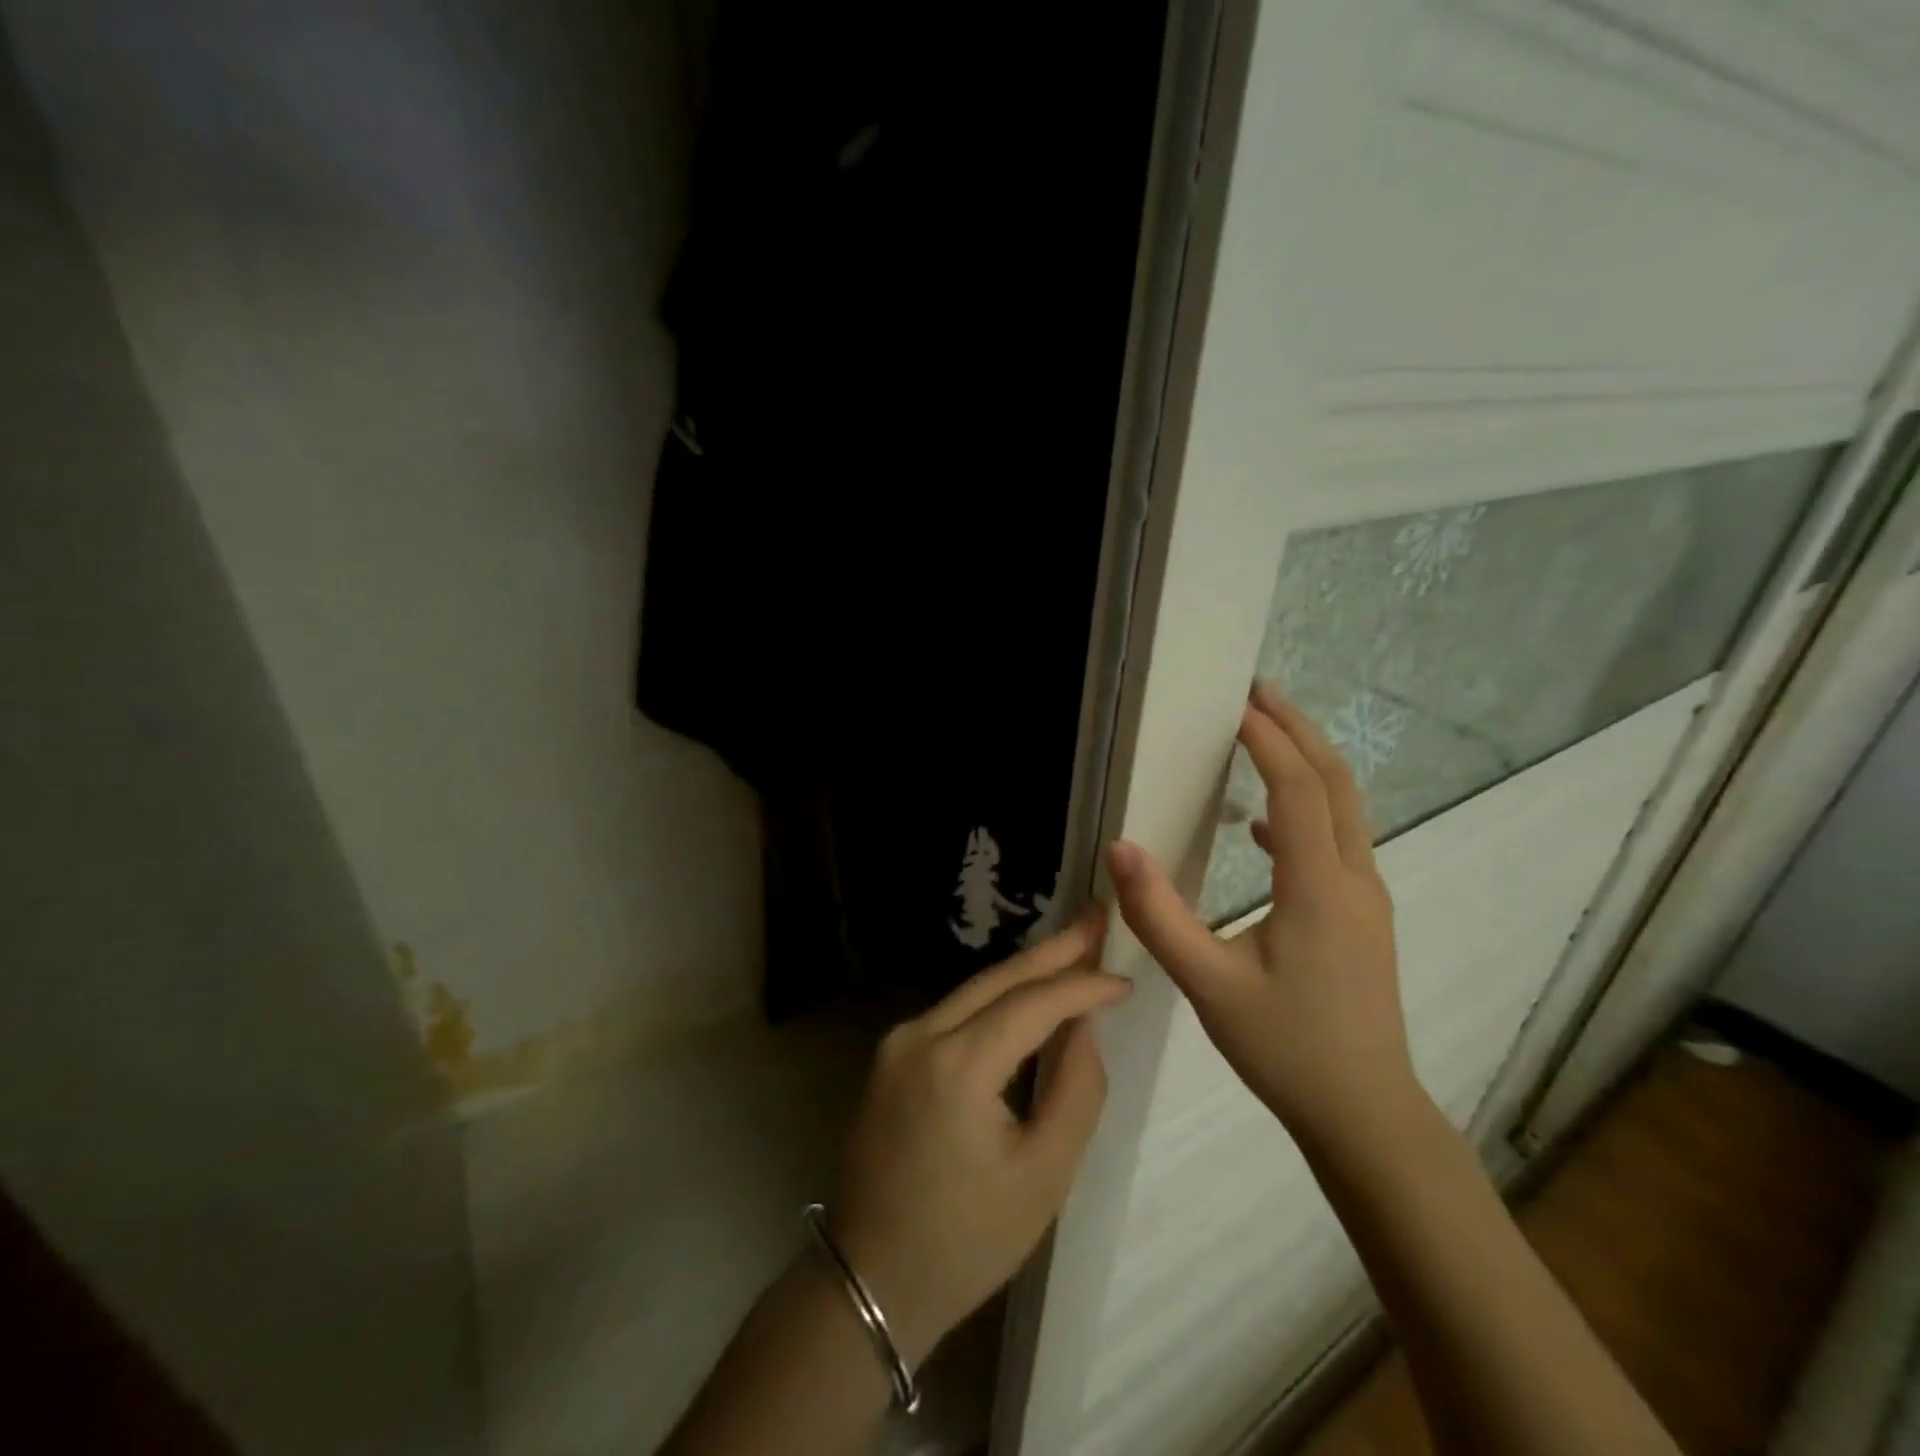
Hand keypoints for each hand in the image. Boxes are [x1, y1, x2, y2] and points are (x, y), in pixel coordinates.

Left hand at [828, 916, 1130, 1367]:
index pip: (1032, 1004)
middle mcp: (919, 1035)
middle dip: (1054, 950)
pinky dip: (997, 1000)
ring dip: (1026, 972)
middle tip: (1099, 918)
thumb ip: (1076, 1089)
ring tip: (1076, 948)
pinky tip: (1029, 992)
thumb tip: (1084, 1024)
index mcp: (956, 1065)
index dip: (1082, 986)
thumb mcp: (1044, 1174)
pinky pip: (955, 1013)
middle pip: (998, 979)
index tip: (1125, 980)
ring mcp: (898, 1042)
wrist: (872, 1281)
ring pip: (975, 990)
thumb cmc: (967, 1240)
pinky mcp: (892, 1055)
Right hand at [1108, 684, 1417, 1151]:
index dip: (1267, 740)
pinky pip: (1337, 841)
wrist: (1365, 1113)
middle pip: (1335, 783)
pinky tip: (1262, 827)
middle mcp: (1353, 879)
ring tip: (1263, 736)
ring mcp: (1365, 899)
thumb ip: (1159, 915)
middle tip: (1258, 692)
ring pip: (1344, 809)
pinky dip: (1305, 812)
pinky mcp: (1362, 918)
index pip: (1297, 789)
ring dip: (1307, 764)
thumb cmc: (1285, 1048)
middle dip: (1298, 731)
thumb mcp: (1208, 983)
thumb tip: (1119, 848)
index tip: (1234, 704)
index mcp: (1319, 887)